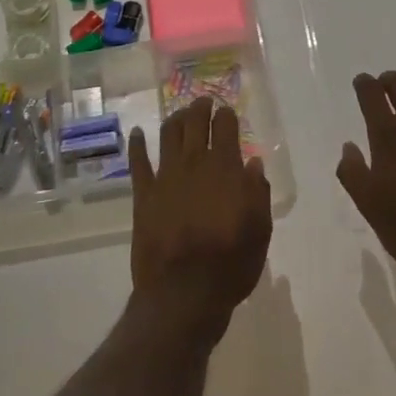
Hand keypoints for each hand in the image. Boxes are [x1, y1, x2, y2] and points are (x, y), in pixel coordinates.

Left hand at [129, 97, 272, 335]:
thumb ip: (257, 192)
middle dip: (200, 108)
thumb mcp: (259, 230)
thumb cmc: (230, 264)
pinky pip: (138, 162)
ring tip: (180, 114)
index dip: (226, 115)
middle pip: (195, 122)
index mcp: (225, 168)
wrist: (183, 292)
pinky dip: (137, 144)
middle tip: (203, 102)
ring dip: (175, 118)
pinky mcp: (143, 194)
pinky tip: (136, 133)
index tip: (227, 112)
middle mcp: (194, 163)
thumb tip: (253, 162)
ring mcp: (165, 176)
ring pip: (168, 134)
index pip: (225, 127)